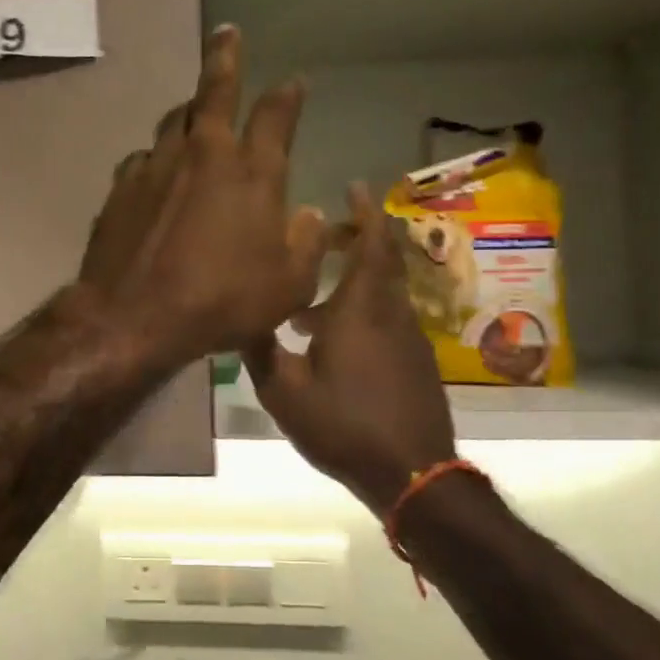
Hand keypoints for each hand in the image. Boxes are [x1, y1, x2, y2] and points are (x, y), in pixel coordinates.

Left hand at [78, 26, 326, 370]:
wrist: (133, 316)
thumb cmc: (220, 302)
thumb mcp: (287, 287)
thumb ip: (306, 245)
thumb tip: (309, 214)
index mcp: (252, 172)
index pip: (276, 115)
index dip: (287, 95)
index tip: (294, 81)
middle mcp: (204, 154)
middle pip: (215, 89)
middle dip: (225, 56)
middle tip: (226, 32)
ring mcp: (157, 165)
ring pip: (174, 119)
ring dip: (188, 109)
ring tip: (193, 106)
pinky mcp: (121, 186)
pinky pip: (143, 158)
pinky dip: (156, 157)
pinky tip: (155, 170)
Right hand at [244, 185, 454, 509]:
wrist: (411, 473)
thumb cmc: (343, 424)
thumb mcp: (283, 391)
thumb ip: (260, 349)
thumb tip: (243, 316)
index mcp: (360, 309)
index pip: (371, 244)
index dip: (365, 212)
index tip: (354, 186)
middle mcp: (390, 313)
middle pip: (382, 261)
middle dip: (358, 240)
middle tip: (326, 236)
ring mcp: (409, 338)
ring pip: (383, 293)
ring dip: (353, 283)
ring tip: (308, 306)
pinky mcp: (416, 362)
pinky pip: (388, 319)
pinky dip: (363, 312)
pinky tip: (332, 343)